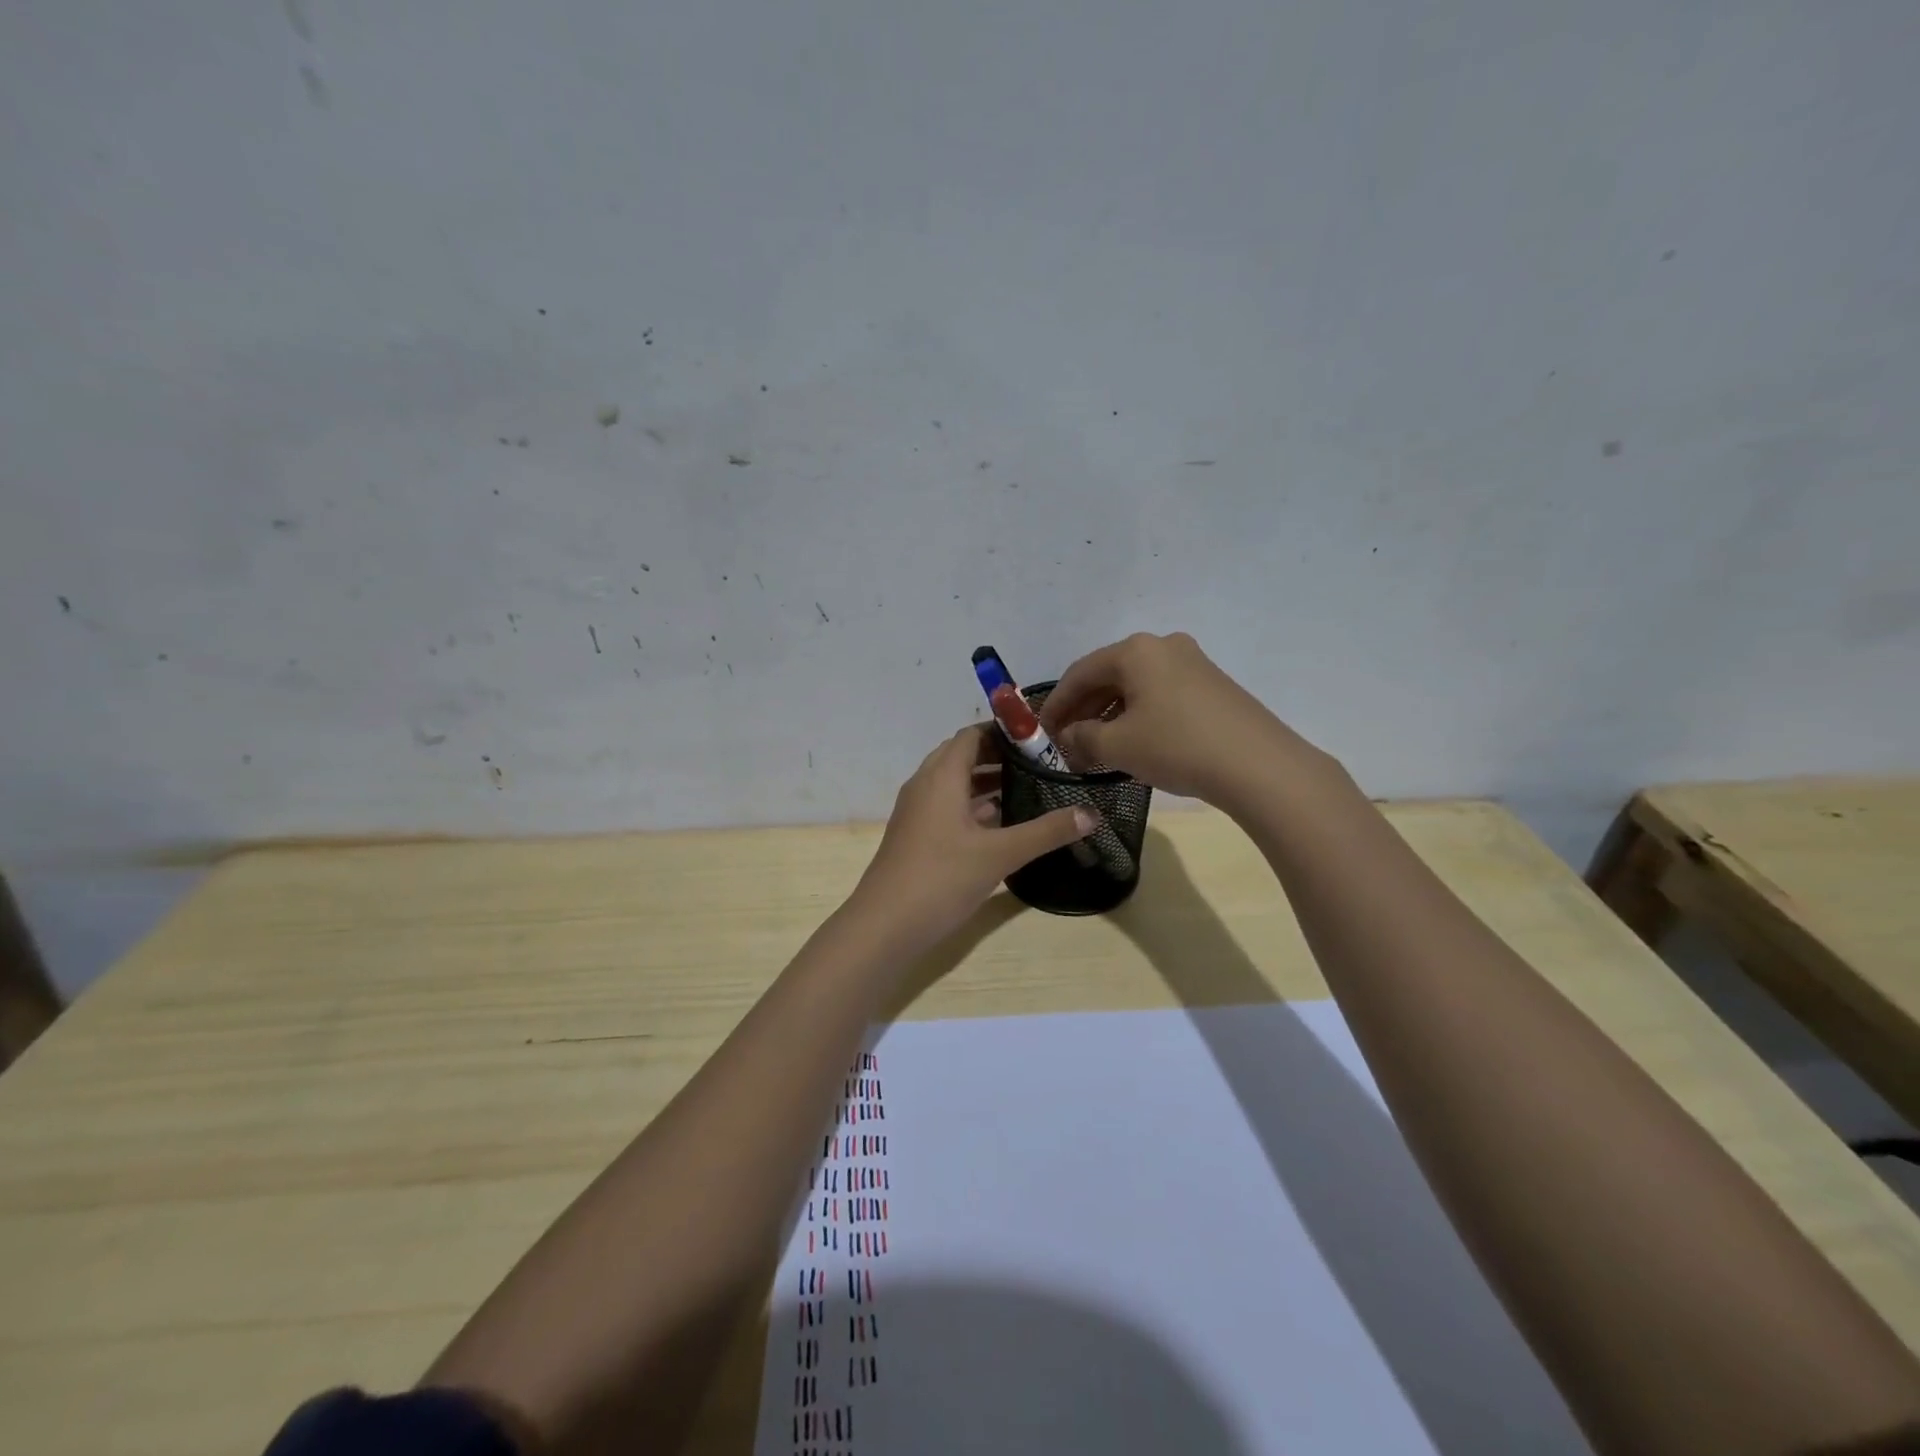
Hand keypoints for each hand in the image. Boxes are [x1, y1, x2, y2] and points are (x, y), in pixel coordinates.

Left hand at [848, 726, 1098, 954]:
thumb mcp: (1000, 854)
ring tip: (1027, 788)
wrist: (884, 925)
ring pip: (953, 783)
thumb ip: (1046, 832)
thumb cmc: (941, 878)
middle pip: (962, 755)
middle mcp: (925, 785)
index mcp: (941, 776)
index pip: (972, 735)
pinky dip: (972, 805)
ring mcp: (916, 811)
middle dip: (999, 755)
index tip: (1040, 738)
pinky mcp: (915, 835)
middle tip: (1039, 763)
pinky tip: (999, 823)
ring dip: (985, 781)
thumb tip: (1092, 813)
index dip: (1004, 731)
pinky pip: (946, 806)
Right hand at [1039, 632, 1324, 806]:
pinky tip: (1133, 742)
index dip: (1055, 704)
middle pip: (1108, 676)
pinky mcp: (1212, 686)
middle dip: (1082, 710)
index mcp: (1135, 651)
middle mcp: (1163, 646)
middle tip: (1065, 741)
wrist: (1259, 766)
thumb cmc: (1177, 746)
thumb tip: (1068, 737)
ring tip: (1095, 747)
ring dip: (1109, 715)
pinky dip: (1138, 716)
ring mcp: (1193, 663)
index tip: (1039, 732)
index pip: (1079, 673)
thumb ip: (1081, 739)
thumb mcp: (1117, 746)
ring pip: (1135, 687)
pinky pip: (1160, 695)